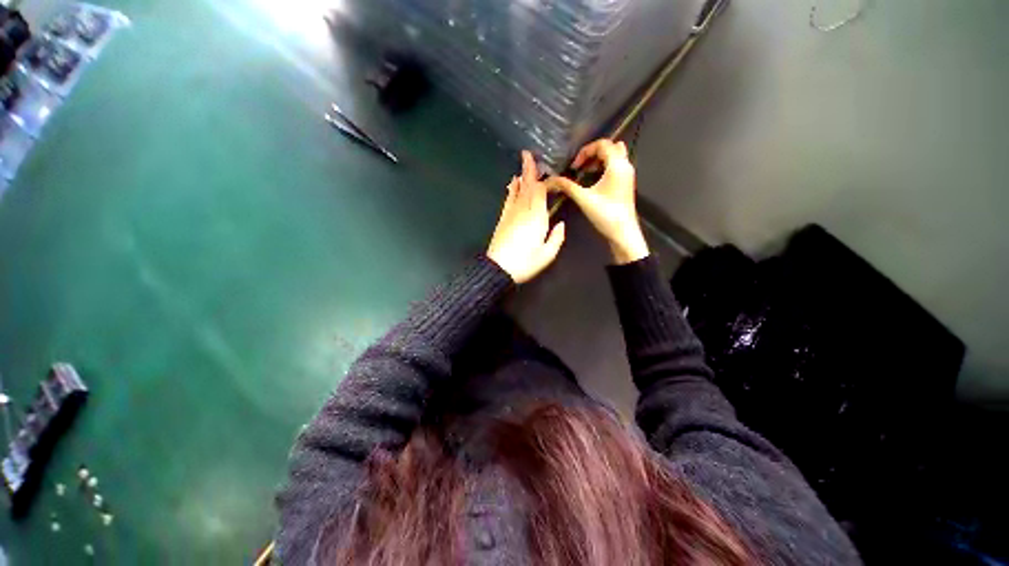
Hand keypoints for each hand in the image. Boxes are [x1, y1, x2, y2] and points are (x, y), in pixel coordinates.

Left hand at [486, 151, 566, 283]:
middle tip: (528, 154)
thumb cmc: (526, 263)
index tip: (545, 170)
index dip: (543, 181)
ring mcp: (511, 214)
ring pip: (517, 191)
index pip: (540, 193)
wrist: (499, 269)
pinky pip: (508, 200)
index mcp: (537, 218)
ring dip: (521, 177)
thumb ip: (556, 238)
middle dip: (529, 171)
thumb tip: (561, 224)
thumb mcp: (547, 255)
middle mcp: (524, 212)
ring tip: (522, 164)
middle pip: (528, 187)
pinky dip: (511, 190)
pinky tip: (512, 184)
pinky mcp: (503, 220)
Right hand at [547, 139, 648, 264]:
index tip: (574, 166)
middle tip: (580, 166)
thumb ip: (567, 186)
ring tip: (585, 172)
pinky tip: (593, 181)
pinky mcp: (626, 184)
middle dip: (593, 153)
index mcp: (617, 165)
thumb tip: (551, 180)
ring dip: (599, 160)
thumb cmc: (605, 214)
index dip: (585, 151)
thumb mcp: (583, 199)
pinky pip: (616, 166)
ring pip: (615, 156)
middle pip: (610, 147)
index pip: (602, 144)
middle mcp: (625, 166)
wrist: (623, 232)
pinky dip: (604, 167)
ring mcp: (627, 175)